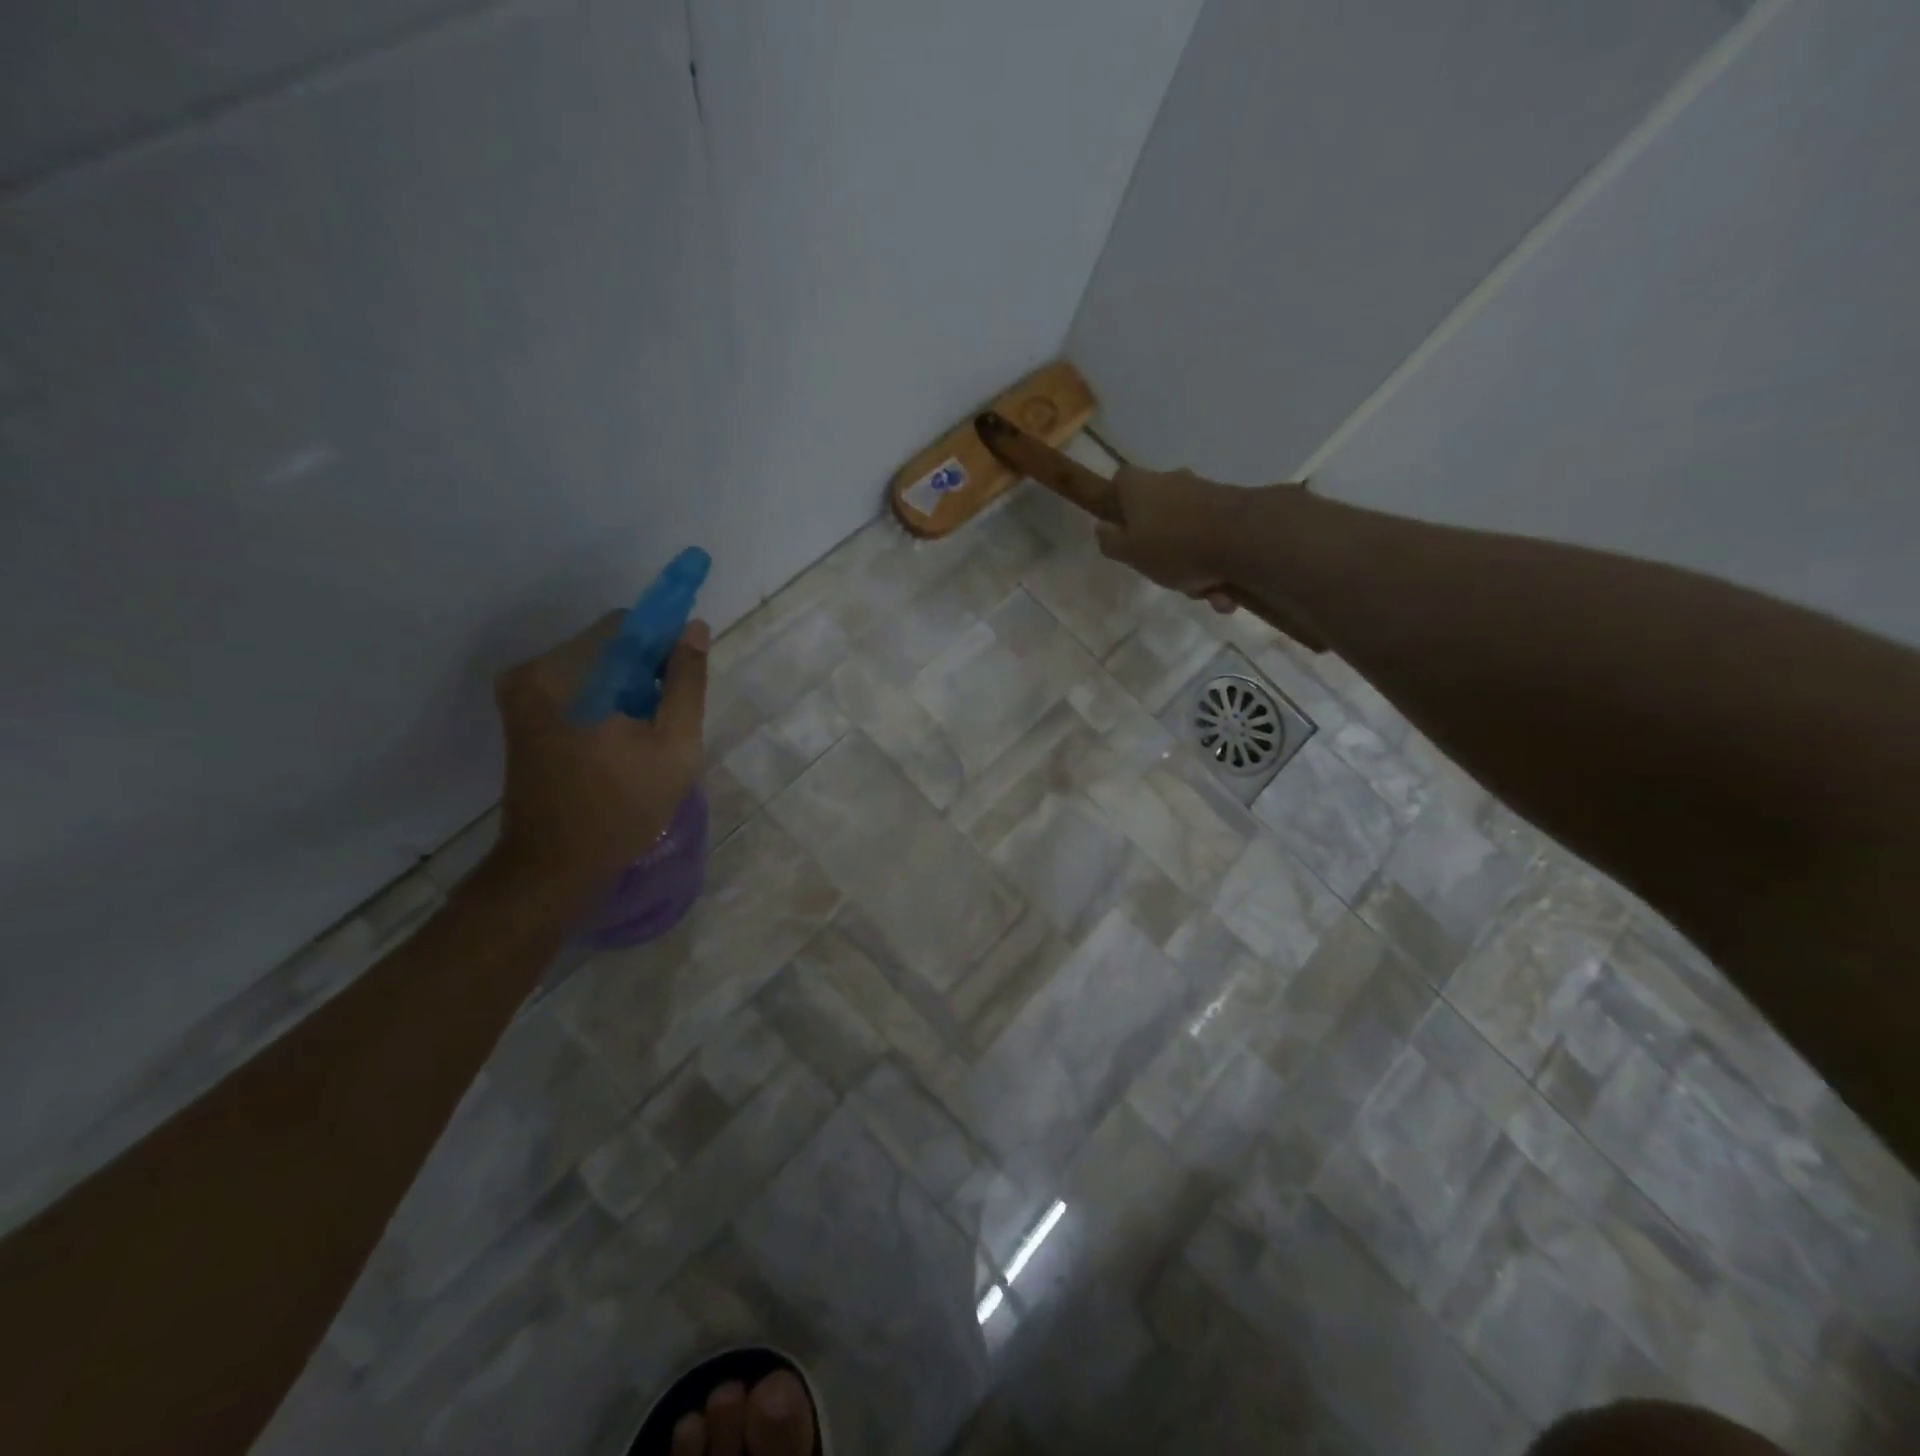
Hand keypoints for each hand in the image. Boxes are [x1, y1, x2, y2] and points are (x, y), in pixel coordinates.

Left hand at [490, 613, 709, 911]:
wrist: (553, 866)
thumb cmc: (622, 808)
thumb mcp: (674, 746)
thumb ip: (687, 683)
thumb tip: (694, 628)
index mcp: (568, 674)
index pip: (628, 626)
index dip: (664, 643)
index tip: (684, 678)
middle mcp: (534, 672)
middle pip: (609, 645)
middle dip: (645, 670)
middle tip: (665, 719)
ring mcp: (521, 693)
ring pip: (594, 666)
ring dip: (626, 687)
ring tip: (643, 736)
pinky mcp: (520, 714)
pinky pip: (576, 687)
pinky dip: (604, 701)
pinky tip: (619, 740)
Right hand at [1095, 465, 1243, 610]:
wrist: (1243, 538)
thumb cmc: (1173, 546)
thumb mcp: (1128, 552)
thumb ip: (1109, 541)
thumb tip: (1104, 528)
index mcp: (1137, 486)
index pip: (1118, 485)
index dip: (1117, 509)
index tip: (1123, 535)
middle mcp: (1170, 480)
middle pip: (1155, 516)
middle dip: (1162, 552)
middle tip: (1168, 577)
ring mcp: (1203, 492)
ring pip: (1187, 535)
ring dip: (1195, 569)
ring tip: (1206, 592)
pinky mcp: (1231, 507)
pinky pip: (1214, 541)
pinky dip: (1217, 567)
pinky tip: (1225, 590)